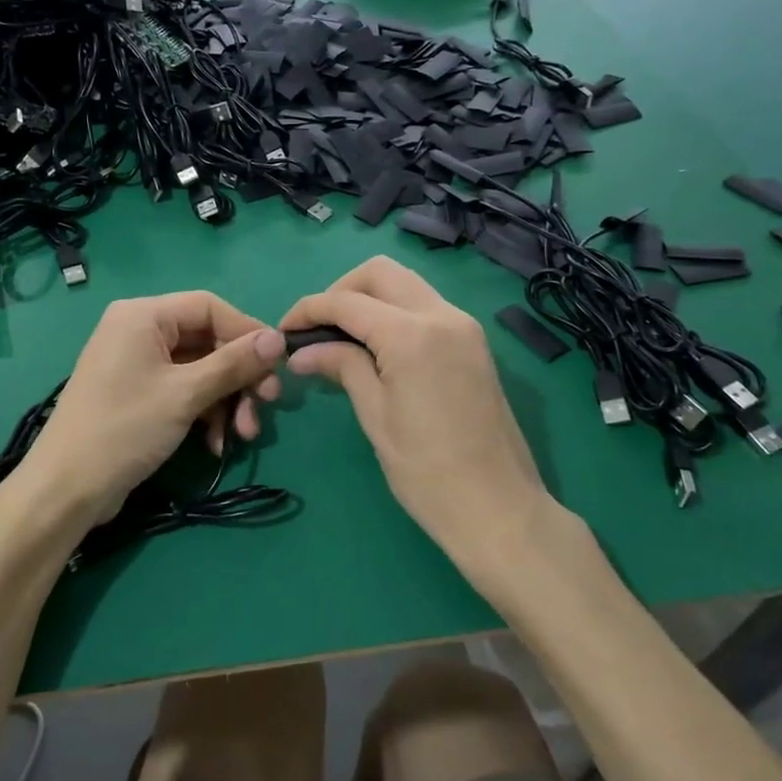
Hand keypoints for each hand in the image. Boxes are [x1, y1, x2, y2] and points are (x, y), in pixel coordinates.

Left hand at [18, 291, 285, 528]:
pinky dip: (205, 413)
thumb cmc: (125, 429)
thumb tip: (279, 339)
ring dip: (227, 401)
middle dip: (240, 376)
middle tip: (268, 403)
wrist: (67, 489)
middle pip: (207, 340)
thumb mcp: (186, 394)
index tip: (278, 363)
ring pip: (200, 370)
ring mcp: (138, 365)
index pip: (209, 307)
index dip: (247, 332)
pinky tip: (217, 445)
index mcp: (143, 316)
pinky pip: (184, 391)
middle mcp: (139, 331)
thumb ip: (234, 363)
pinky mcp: (139, 395)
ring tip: (245, 434)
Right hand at [281, 257, 562, 605]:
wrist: (498, 508)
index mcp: (411, 334)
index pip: (347, 301)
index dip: (308, 309)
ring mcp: (464, 326)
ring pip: (407, 285)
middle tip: (317, 329)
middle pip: (381, 273)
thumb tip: (302, 351)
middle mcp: (441, 315)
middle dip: (341, 291)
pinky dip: (394, 313)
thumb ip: (342, 367)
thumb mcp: (375, 416)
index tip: (283, 330)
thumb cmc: (426, 471)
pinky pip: (426, 307)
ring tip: (341, 338)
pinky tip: (376, 348)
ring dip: (369, 298)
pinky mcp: (474, 343)